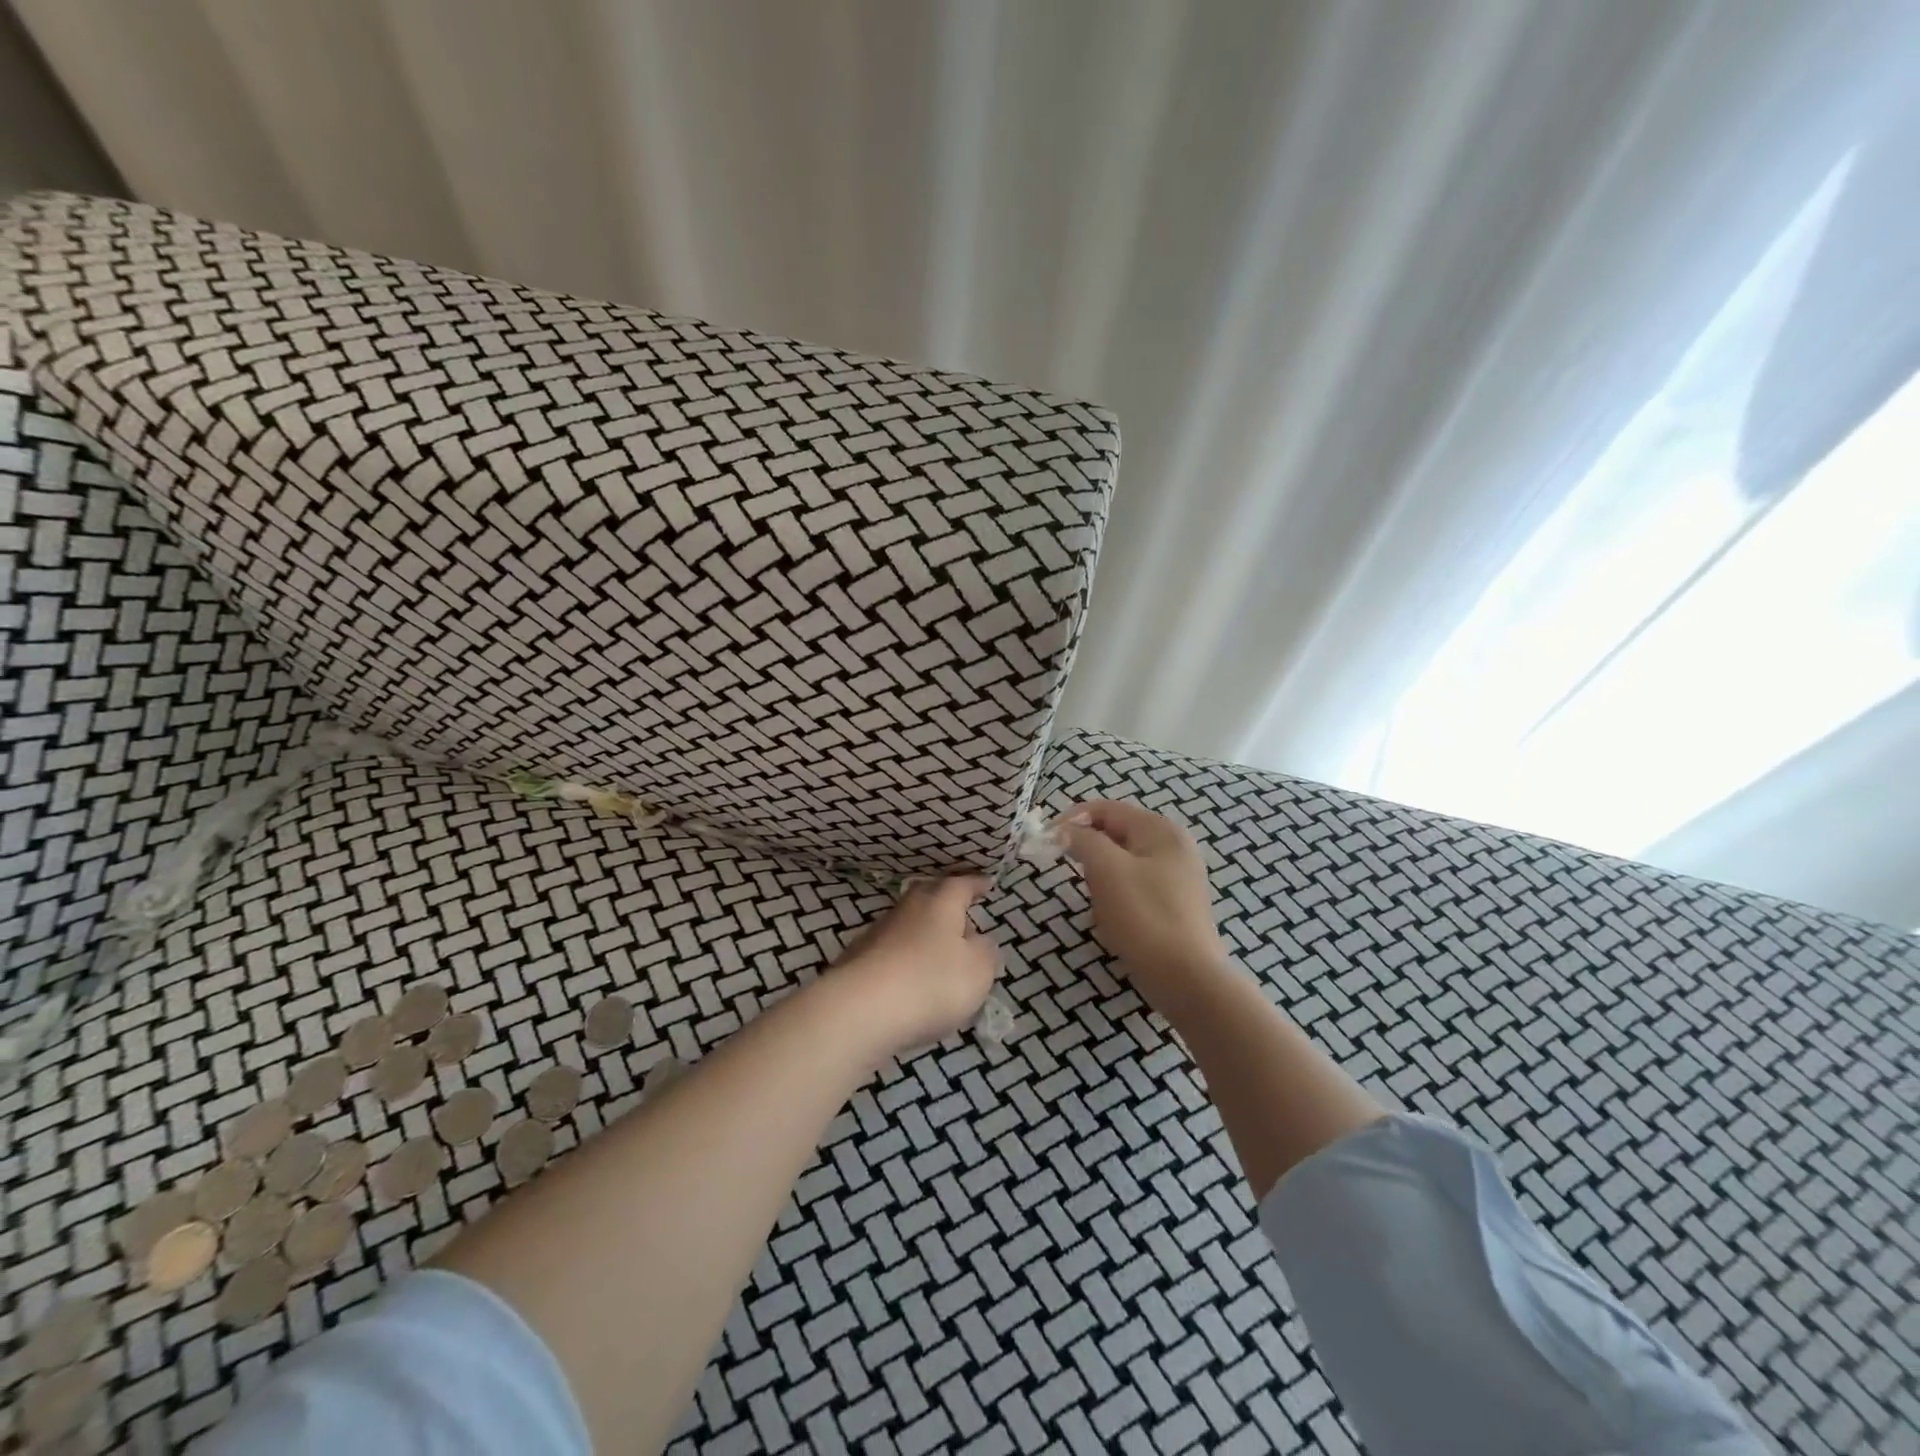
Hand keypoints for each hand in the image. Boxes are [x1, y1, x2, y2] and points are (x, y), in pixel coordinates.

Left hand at [826, 876, 999, 1057]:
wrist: (861, 1010)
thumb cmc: (932, 982)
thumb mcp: (978, 970)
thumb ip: (985, 952)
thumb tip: (978, 941)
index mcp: (940, 902)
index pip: (961, 884)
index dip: (975, 884)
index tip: (986, 883)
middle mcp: (907, 908)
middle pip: (929, 897)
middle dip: (946, 904)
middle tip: (962, 916)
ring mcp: (878, 932)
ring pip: (908, 924)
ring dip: (924, 934)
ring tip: (939, 955)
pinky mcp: (858, 959)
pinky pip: (891, 951)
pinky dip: (904, 959)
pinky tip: (910, 979)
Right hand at [1058, 801, 1227, 1019]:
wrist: (1187, 980)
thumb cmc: (1144, 917)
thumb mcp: (1107, 870)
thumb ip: (1083, 840)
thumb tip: (1064, 830)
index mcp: (1160, 829)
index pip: (1105, 809)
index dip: (1071, 819)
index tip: (1045, 842)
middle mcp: (1173, 845)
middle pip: (1114, 833)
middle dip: (1087, 850)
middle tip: (1069, 873)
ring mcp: (1176, 876)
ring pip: (1121, 863)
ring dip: (1100, 877)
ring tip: (1096, 902)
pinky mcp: (1173, 904)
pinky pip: (1133, 887)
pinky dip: (1115, 896)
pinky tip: (1112, 918)